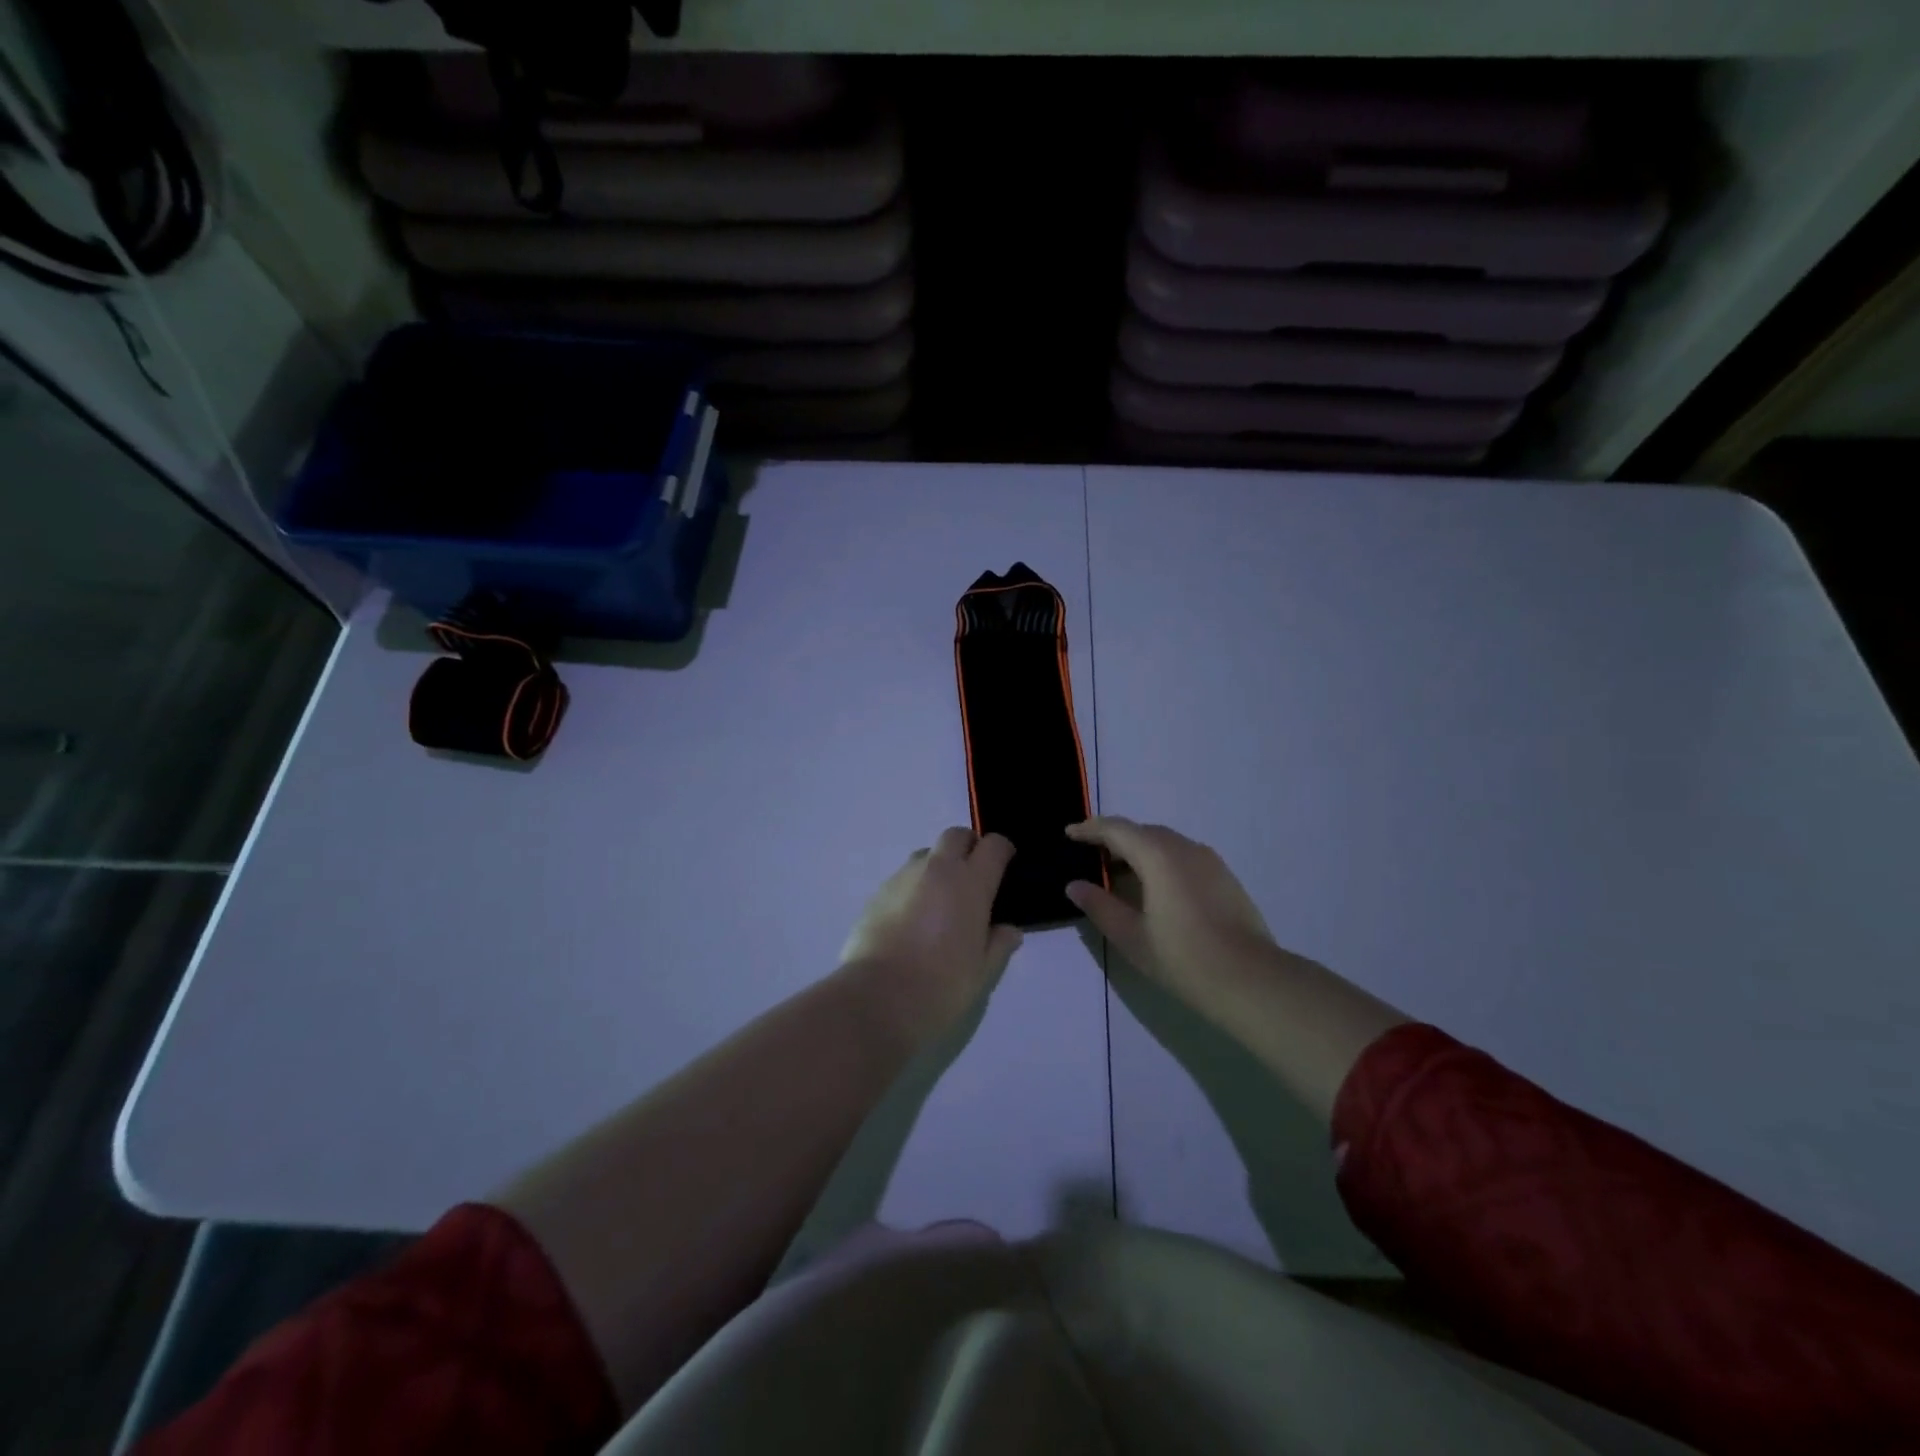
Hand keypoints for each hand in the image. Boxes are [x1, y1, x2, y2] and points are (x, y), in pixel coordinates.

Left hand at [840, 828, 1023, 1041]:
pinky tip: (911, 919)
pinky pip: (903, 878)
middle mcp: (938, 870)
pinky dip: (914, 887)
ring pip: (926, 854)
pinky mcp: (877, 892)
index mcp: (971, 883)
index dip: (1002, 850)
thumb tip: (1008, 930)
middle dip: (968, 847)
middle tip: (973, 877)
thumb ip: (999, 945)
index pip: (993, 845)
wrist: (878, 998)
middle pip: (956, 835)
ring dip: (938, 865)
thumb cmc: (942, 986)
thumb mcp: (983, 973)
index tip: (1005, 865)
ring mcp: (903, 877)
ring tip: (940, 900)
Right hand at [1064, 817, 1282, 1015]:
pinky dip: (1160, 860)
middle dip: (1113, 838)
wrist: (1251, 980)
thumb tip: (1075, 886)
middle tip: (1090, 856)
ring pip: (1165, 842)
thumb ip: (1100, 906)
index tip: (1069, 834)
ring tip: (1119, 873)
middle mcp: (1185, 848)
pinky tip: (1154, 888)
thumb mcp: (1132, 937)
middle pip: (1141, 831)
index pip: (1116, 829)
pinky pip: (1183, 855)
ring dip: (1138, 850)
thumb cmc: (1184, 958)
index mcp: (1158, 856)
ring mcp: (1209, 861)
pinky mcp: (1224, 877)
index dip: (1090, 829)